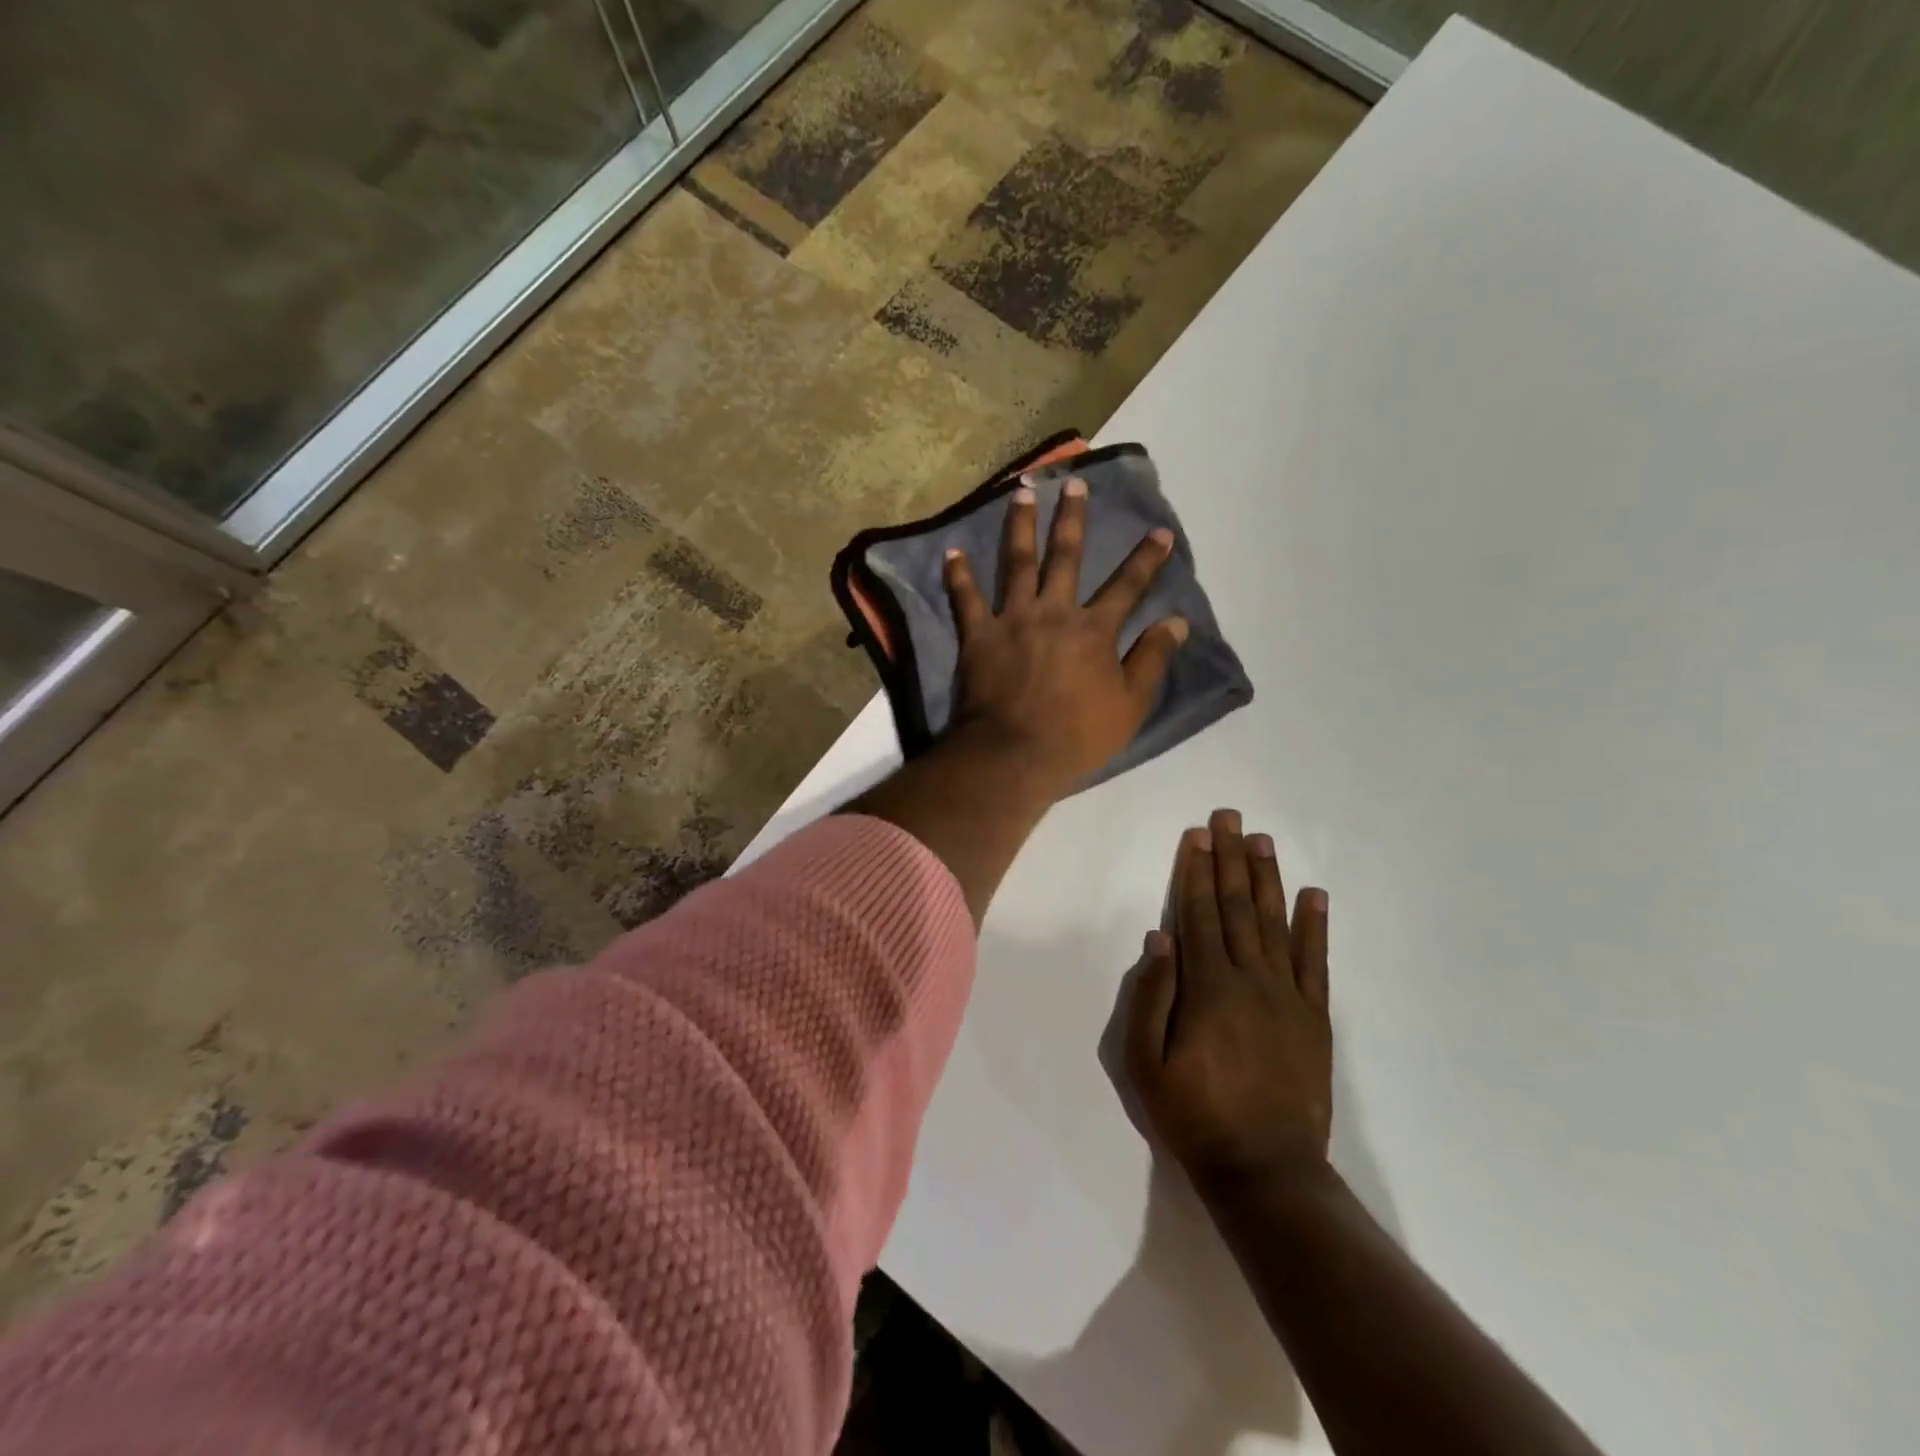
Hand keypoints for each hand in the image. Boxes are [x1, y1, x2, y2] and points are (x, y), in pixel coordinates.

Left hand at [944, 477, 1188, 795]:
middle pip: (1067, 557)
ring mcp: (1013, 619)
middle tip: (1074, 484)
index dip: (1147, 559)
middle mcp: (1055, 612)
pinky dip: (958, 575)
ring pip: (1018, 562)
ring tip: (1022, 492)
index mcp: (1094, 630)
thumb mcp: (1130, 704)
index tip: (1160, 531)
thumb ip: (1152, 660)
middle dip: (1074, 518)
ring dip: (1020, 525)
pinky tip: (953, 551)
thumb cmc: (1077, 736)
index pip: (1128, 586)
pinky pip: (965, 598)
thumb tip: (1176, 622)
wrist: (1015, 754)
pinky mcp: (978, 635)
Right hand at [1125, 808, 1332, 1196]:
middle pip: (1236, 906)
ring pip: (1274, 923)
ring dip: (1266, 878)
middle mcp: (1250, 979)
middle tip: (1229, 817)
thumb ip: (1151, 997)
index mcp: (1208, 987)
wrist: (1267, 1171)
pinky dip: (1314, 926)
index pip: (1198, 914)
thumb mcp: (1145, 1065)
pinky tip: (1314, 895)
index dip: (1195, 871)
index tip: (1197, 834)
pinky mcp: (1314, 1018)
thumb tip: (1159, 937)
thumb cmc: (1195, 1117)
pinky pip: (1315, 962)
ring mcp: (1288, 996)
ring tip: (1262, 840)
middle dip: (1229, 858)